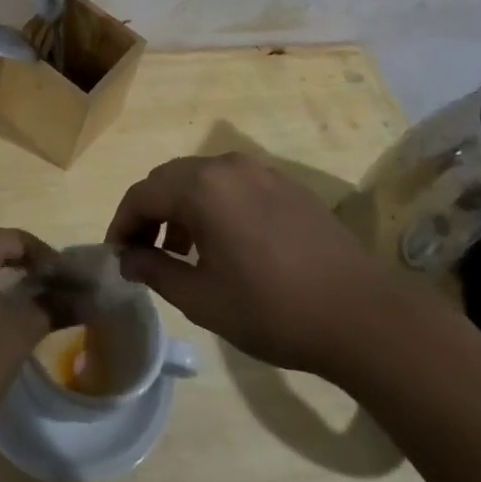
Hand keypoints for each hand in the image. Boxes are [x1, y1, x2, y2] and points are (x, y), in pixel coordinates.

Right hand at [106, 154, 396, 381]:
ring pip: (202, 179)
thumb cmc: (273, 309)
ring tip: (182, 252)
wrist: (362, 315)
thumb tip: (127, 258)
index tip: (118, 256)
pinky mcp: (286, 185)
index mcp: (201, 187)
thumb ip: (156, 271)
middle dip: (150, 213)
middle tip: (144, 253)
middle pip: (169, 179)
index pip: (142, 194)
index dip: (122, 224)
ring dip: (181, 208)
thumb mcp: (202, 299)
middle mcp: (227, 166)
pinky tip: (225, 244)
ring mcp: (261, 171)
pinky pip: (233, 185)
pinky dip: (213, 205)